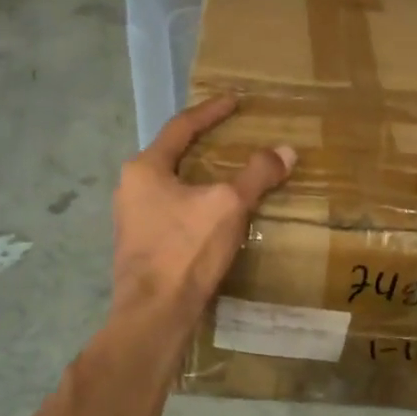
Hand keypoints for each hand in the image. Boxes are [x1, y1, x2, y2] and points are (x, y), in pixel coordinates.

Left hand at [112, 95, 294, 325]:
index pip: (182, 127)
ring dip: (199, 175)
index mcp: (145, 168)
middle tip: (232, 135)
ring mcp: (131, 218)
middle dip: (203, 143)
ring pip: (171, 184)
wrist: (154, 315)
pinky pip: (171, 209)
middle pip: (173, 154)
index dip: (211, 111)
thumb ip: (257, 174)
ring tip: (227, 173)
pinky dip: (194, 201)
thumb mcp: (228, 205)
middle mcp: (131, 187)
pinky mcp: (139, 245)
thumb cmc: (186, 250)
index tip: (234, 100)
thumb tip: (285, 151)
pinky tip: (213, 213)